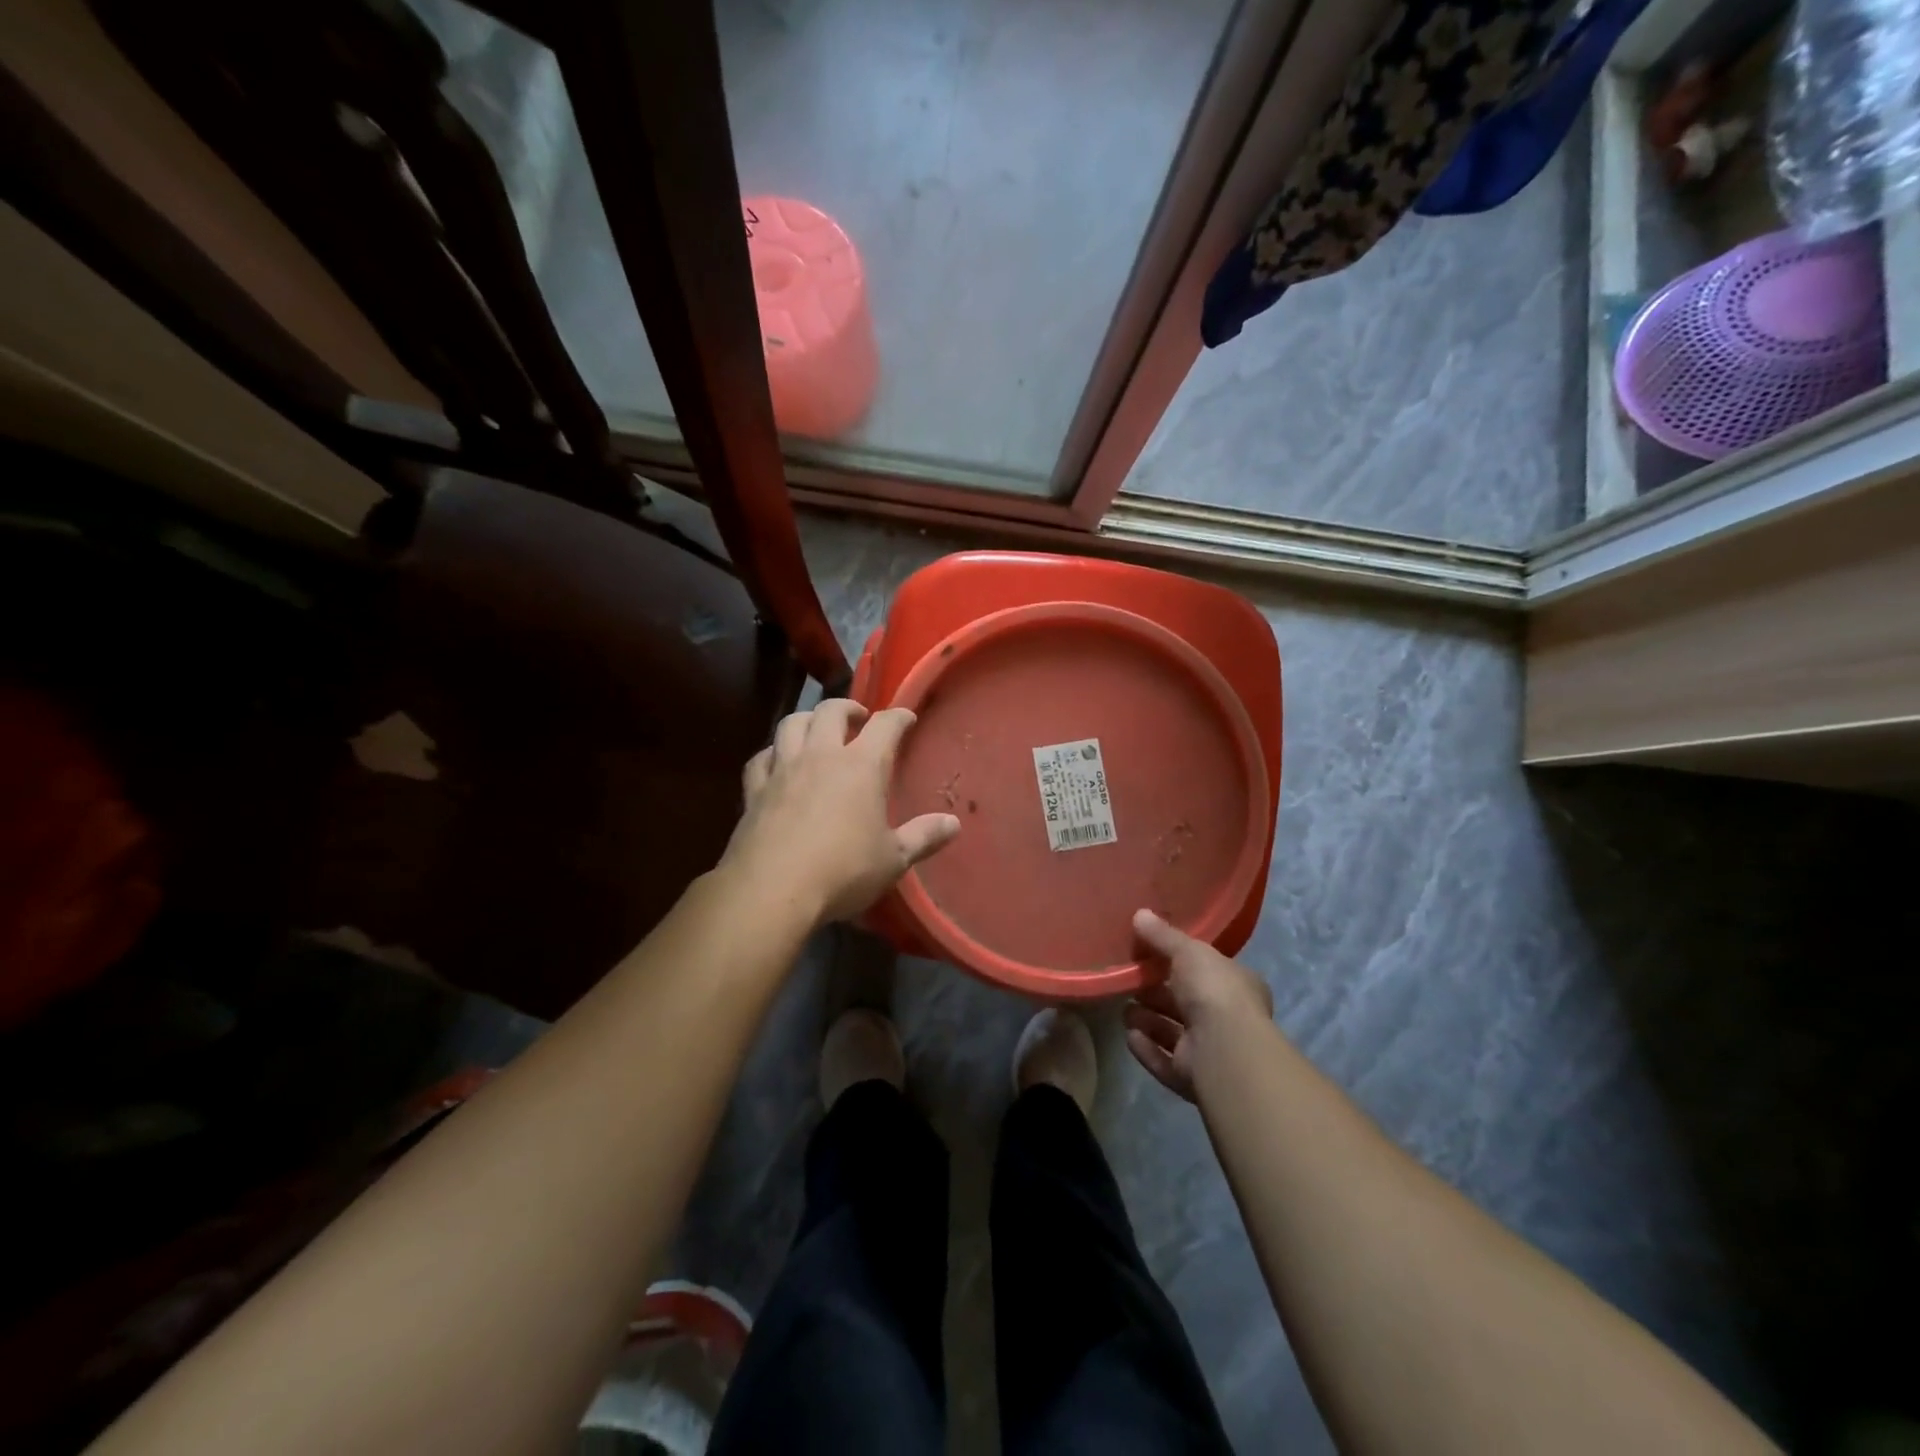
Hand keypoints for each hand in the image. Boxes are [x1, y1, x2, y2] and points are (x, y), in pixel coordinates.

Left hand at [722, 699, 960, 926]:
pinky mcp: (754, 790)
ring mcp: (783, 770)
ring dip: (808, 719)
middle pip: (831, 711)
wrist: (772, 890)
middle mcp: (821, 756)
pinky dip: (773, 752)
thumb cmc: (843, 871)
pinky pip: (762, 757)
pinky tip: (776, 761)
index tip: (906, 718)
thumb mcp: (893, 859)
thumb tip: (953, 824)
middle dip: (848, 708)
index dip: (898, 717)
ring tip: (817, 728)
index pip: (884, 726)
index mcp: (861, 766)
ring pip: (792, 724)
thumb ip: (923, 837)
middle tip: (858, 718)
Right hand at [1125, 910, 1273, 1103]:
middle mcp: (1227, 1019)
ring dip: (1148, 1021)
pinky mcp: (1193, 1077)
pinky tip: (1129, 1036)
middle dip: (1156, 993)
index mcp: (1236, 986)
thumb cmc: (1213, 990)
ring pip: (1173, 1033)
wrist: (1224, 1048)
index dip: (1178, 963)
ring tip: (1124, 1010)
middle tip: (1129, 982)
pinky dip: (1147, 1048)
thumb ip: (1163, 935)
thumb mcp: (1188, 950)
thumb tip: (1139, 914)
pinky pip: (1164, 1060)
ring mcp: (1211, 1051)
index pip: (1206, 971)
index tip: (1149, 955)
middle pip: (1184, 1003)